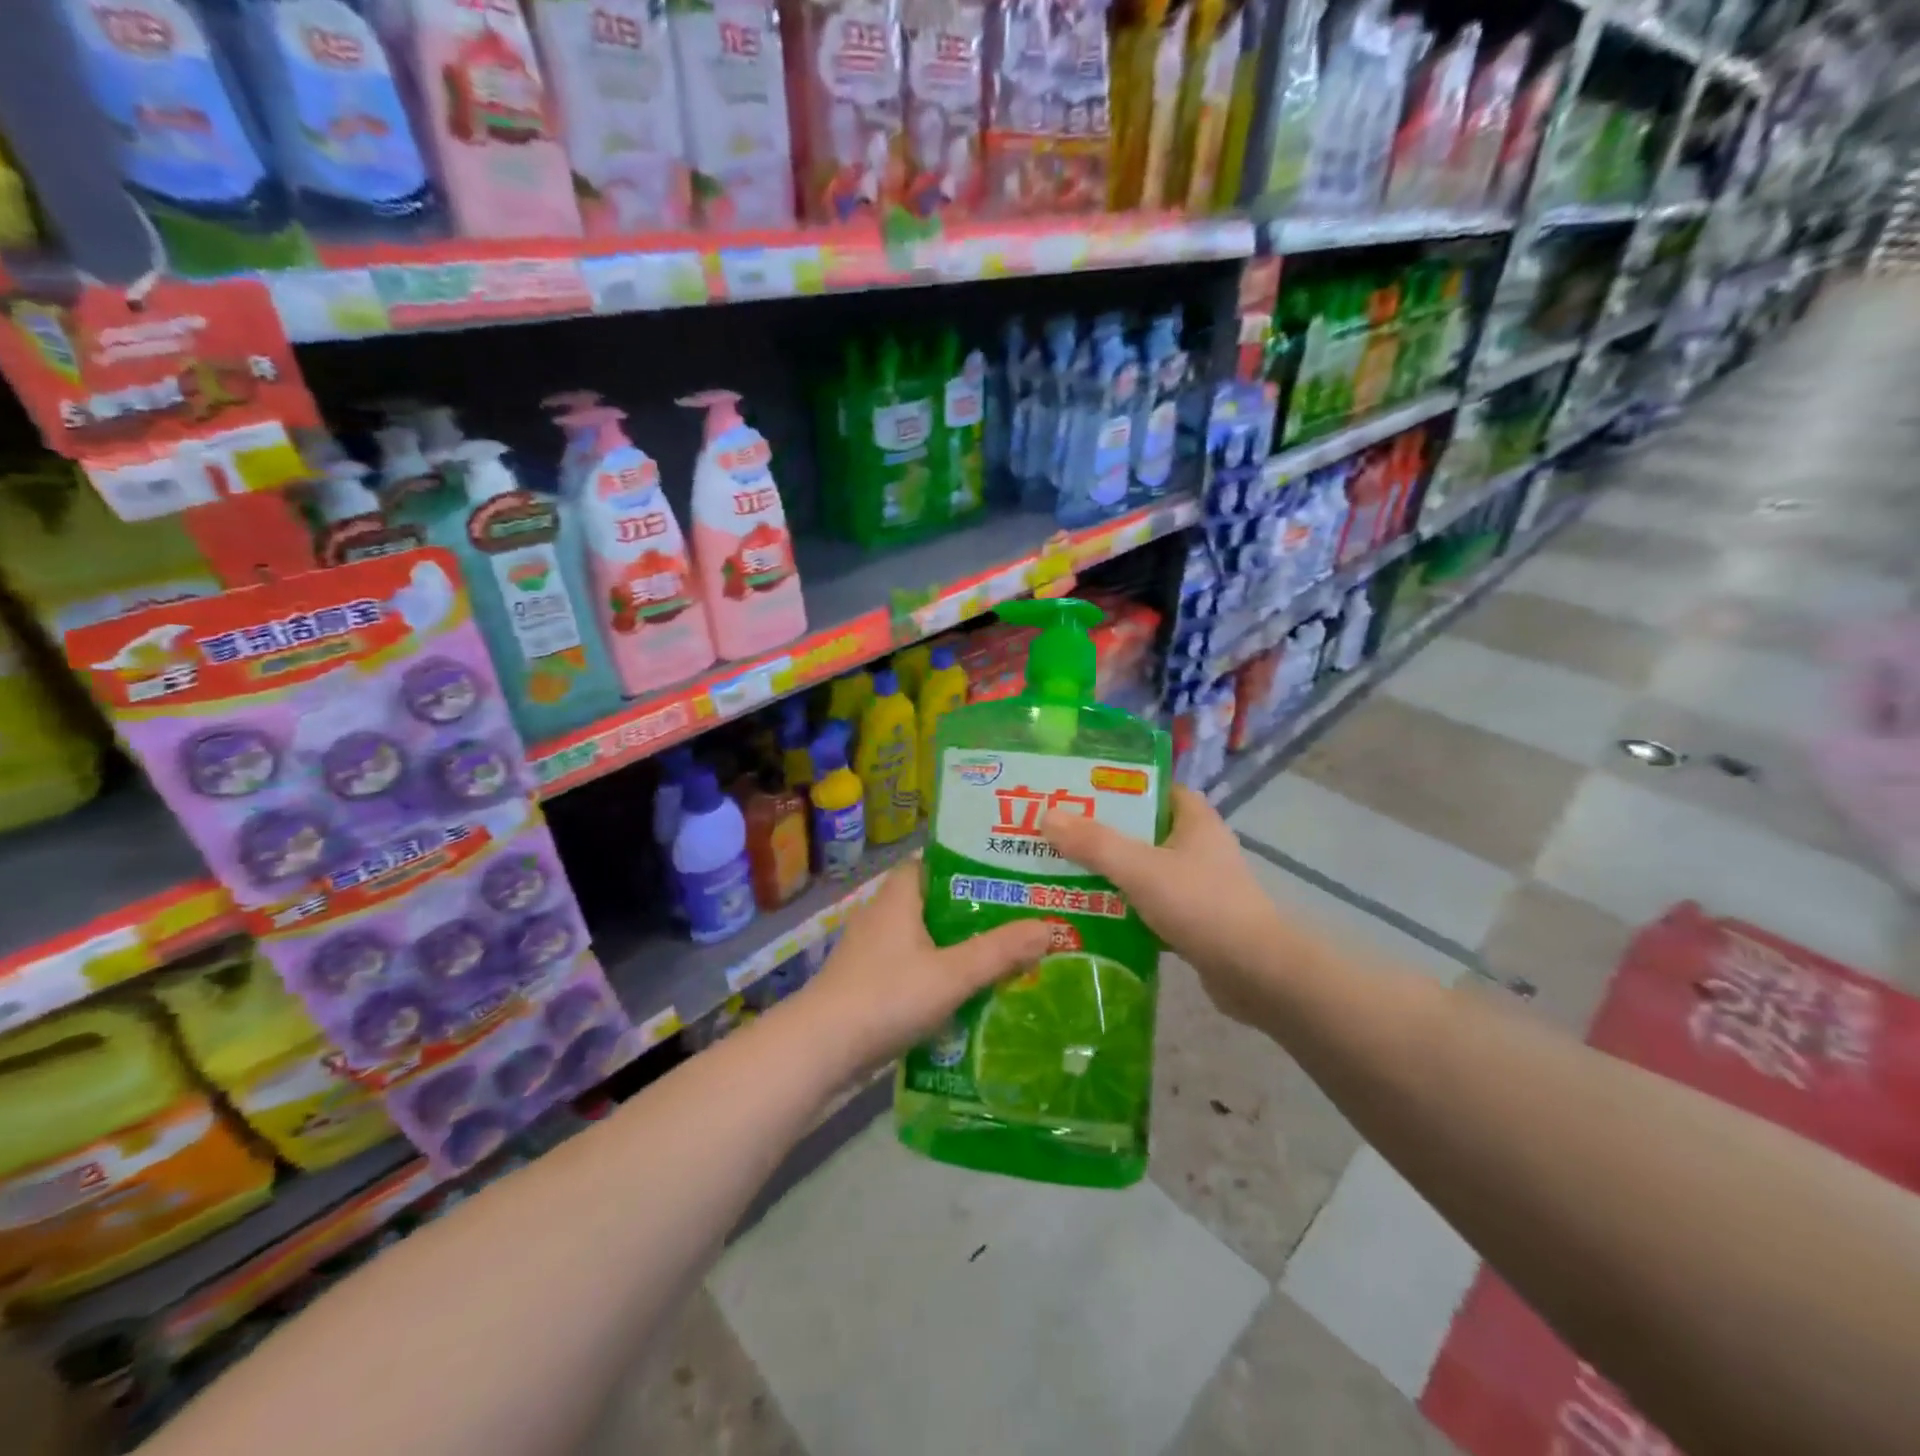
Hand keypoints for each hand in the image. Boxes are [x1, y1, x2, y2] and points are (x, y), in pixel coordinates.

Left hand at [790, 866, 1051, 1075]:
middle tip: (1019, 917)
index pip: (935, 861)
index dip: (970, 864)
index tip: (1008, 874)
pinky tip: (967, 991)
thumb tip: (1050, 927)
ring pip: (924, 937)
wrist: (819, 1050)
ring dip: (958, 945)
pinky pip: (912, 965)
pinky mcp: (867, 981)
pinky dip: (938, 972)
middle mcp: (882, 913)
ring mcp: (871, 949)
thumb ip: (1000, 952)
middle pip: (935, 901)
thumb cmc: (886, 996)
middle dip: (974, 910)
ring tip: (1004, 954)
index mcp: (898, 895)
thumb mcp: (952, 974)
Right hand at [1042, 785, 1292, 1023]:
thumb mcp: (1141, 869)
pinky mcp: (1193, 920)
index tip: (1078, 790)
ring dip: (1108, 873)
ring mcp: (1197, 885)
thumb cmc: (1201, 906)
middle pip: (1141, 830)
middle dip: (1101, 833)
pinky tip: (1088, 914)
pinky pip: (1148, 905)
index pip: (1154, 788)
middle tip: (1055, 833)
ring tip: (1060, 871)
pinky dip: (1122, 909)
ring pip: (1142, 870)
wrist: (1256, 974)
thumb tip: (1048, 815)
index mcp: (1194, 820)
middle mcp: (1198, 847)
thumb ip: (1094, 843)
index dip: (1118, 786)